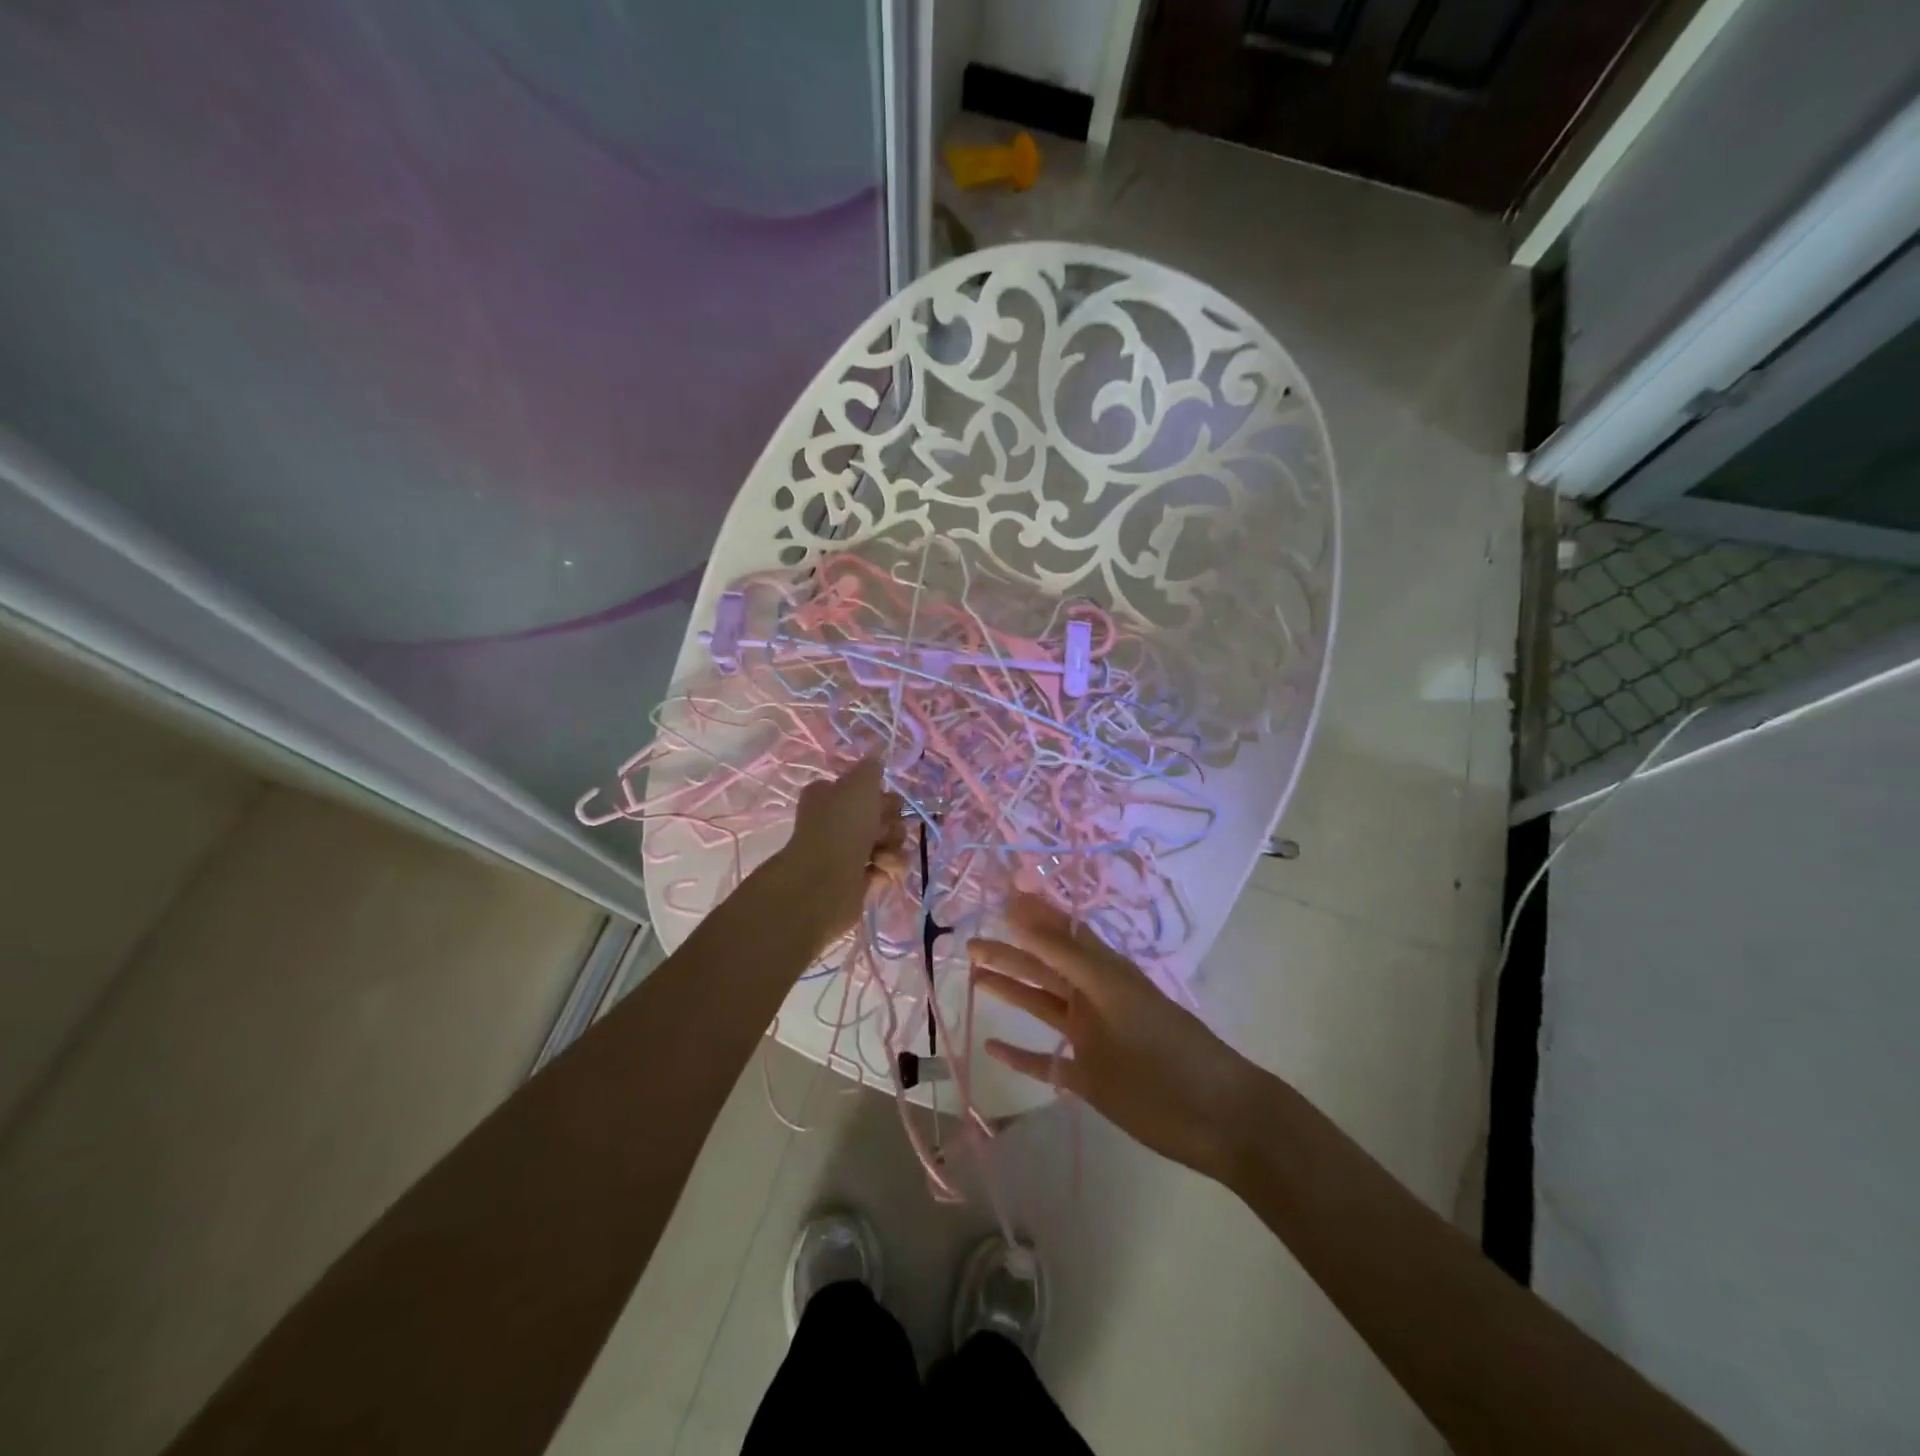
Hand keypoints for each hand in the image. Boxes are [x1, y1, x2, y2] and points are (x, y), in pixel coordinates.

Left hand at [774, 758, 906, 946]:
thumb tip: (876, 762)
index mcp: (829, 796)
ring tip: (881, 854)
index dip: (879, 794)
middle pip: (882, 816)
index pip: (864, 789)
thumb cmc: (841, 826)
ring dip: (893, 846)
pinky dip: (889, 868)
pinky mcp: (860, 881)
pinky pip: (888, 868)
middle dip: (890, 821)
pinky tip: (879, 869)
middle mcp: (836, 823)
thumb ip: (871, 768)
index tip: (883, 800)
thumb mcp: (860, 783)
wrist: (826, 882)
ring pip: (889, 842)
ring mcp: (847, 854)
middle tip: (882, 829)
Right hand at [970, 893, 1262, 1178]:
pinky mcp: (1089, 1078)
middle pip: (1045, 969)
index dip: (1034, 913)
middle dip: (1010, 952)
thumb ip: (1070, 957)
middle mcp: (1094, 999)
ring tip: (974, 976)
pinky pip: (1046, 1062)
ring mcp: (1091, 1039)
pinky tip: (993, 1046)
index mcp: (1105, 972)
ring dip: (1010, 991)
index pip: (1063, 933)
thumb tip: (1025, 915)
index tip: (1001, 897)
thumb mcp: (1116, 994)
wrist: (1218, 1117)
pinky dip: (1021, 1054)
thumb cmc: (1167, 1048)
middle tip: (970, 943)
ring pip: (1041, 1007)